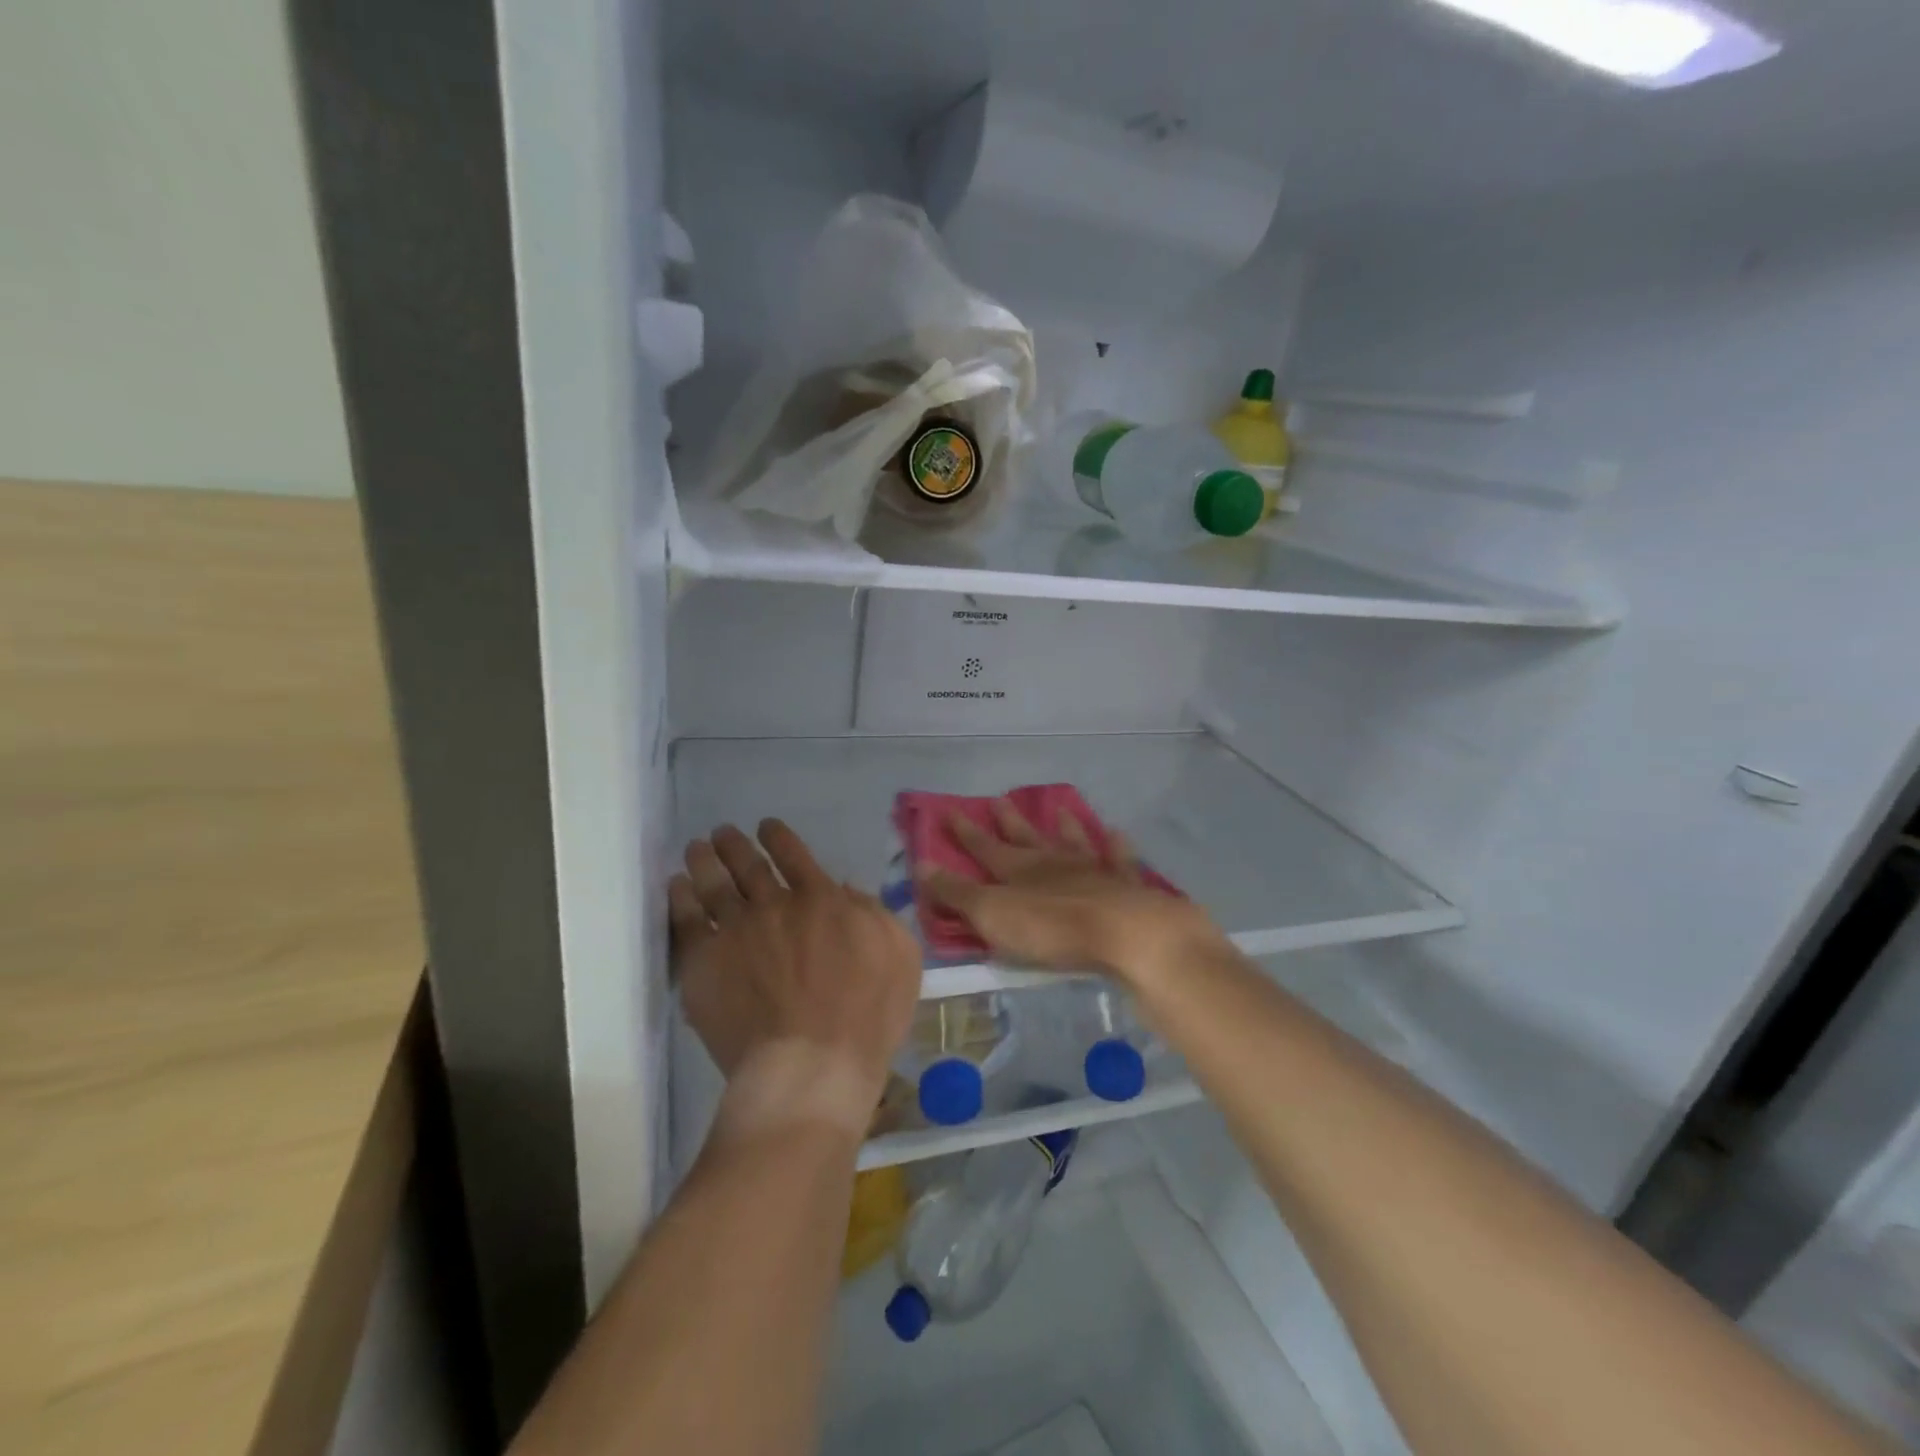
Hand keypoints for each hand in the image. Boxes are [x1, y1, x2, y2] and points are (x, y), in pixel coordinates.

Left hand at [670, 820, 919, 1125]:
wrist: (811, 1065)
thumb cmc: (867, 1015)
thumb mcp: (898, 954)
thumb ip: (872, 912)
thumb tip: (845, 890)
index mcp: (820, 899)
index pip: (794, 854)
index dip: (778, 836)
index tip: (766, 827)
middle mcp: (773, 904)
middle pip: (748, 864)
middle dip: (734, 844)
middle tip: (722, 833)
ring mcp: (735, 931)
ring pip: (713, 883)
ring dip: (705, 860)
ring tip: (696, 848)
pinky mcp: (704, 962)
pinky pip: (685, 920)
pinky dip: (679, 898)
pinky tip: (676, 887)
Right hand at [917, 798, 1222, 986]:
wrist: (1126, 934)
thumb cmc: (1052, 929)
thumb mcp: (992, 915)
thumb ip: (957, 893)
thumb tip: (921, 864)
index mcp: (1019, 871)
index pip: (984, 847)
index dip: (965, 832)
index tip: (949, 810)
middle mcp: (1054, 862)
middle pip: (1027, 838)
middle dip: (1010, 822)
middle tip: (1000, 800)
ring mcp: (1094, 870)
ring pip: (1074, 841)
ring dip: (1064, 827)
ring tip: (1060, 809)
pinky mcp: (1127, 886)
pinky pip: (1120, 860)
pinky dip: (1117, 847)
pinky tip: (1117, 834)